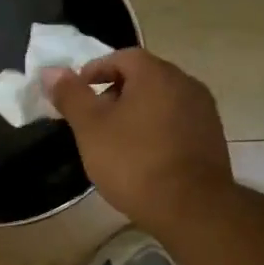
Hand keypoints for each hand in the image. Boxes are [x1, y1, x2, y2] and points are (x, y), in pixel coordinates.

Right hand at [42, 49, 235, 231]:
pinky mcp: (212, 138)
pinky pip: (176, 122)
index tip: (77, 93)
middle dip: (115, 92)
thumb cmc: (133, 161)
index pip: (122, 57)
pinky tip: (143, 156)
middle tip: (93, 119)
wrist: (191, 208)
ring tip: (115, 140)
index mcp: (156, 74)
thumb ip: (71, 95)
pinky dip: (156, 129)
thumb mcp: (90, 128)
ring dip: (137, 112)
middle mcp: (186, 83)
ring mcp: (204, 111)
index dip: (95, 70)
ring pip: (161, 100)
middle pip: (144, 77)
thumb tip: (50, 70)